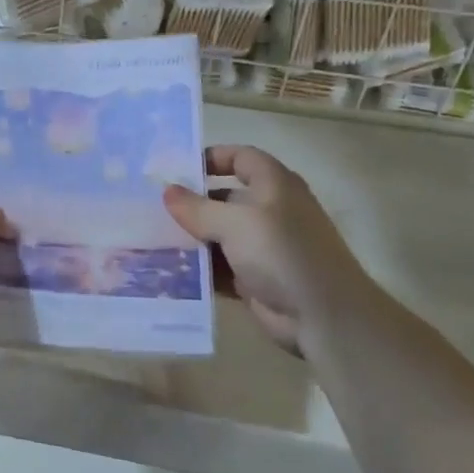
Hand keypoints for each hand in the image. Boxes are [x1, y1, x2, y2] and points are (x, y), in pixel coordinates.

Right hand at [163, 146, 368, 355]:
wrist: (322, 315)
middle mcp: (269, 211)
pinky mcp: (255, 279)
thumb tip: (168, 192)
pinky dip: (199, 269)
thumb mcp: (235, 222)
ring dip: (191, 239)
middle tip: (151, 207)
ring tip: (151, 240)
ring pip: (219, 235)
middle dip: (191, 203)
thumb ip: (198, 207)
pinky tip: (168, 271)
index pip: (241, 158)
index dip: (211, 158)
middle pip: (224, 198)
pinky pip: (220, 268)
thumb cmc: (281, 252)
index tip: (176, 170)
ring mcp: (262, 247)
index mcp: (274, 186)